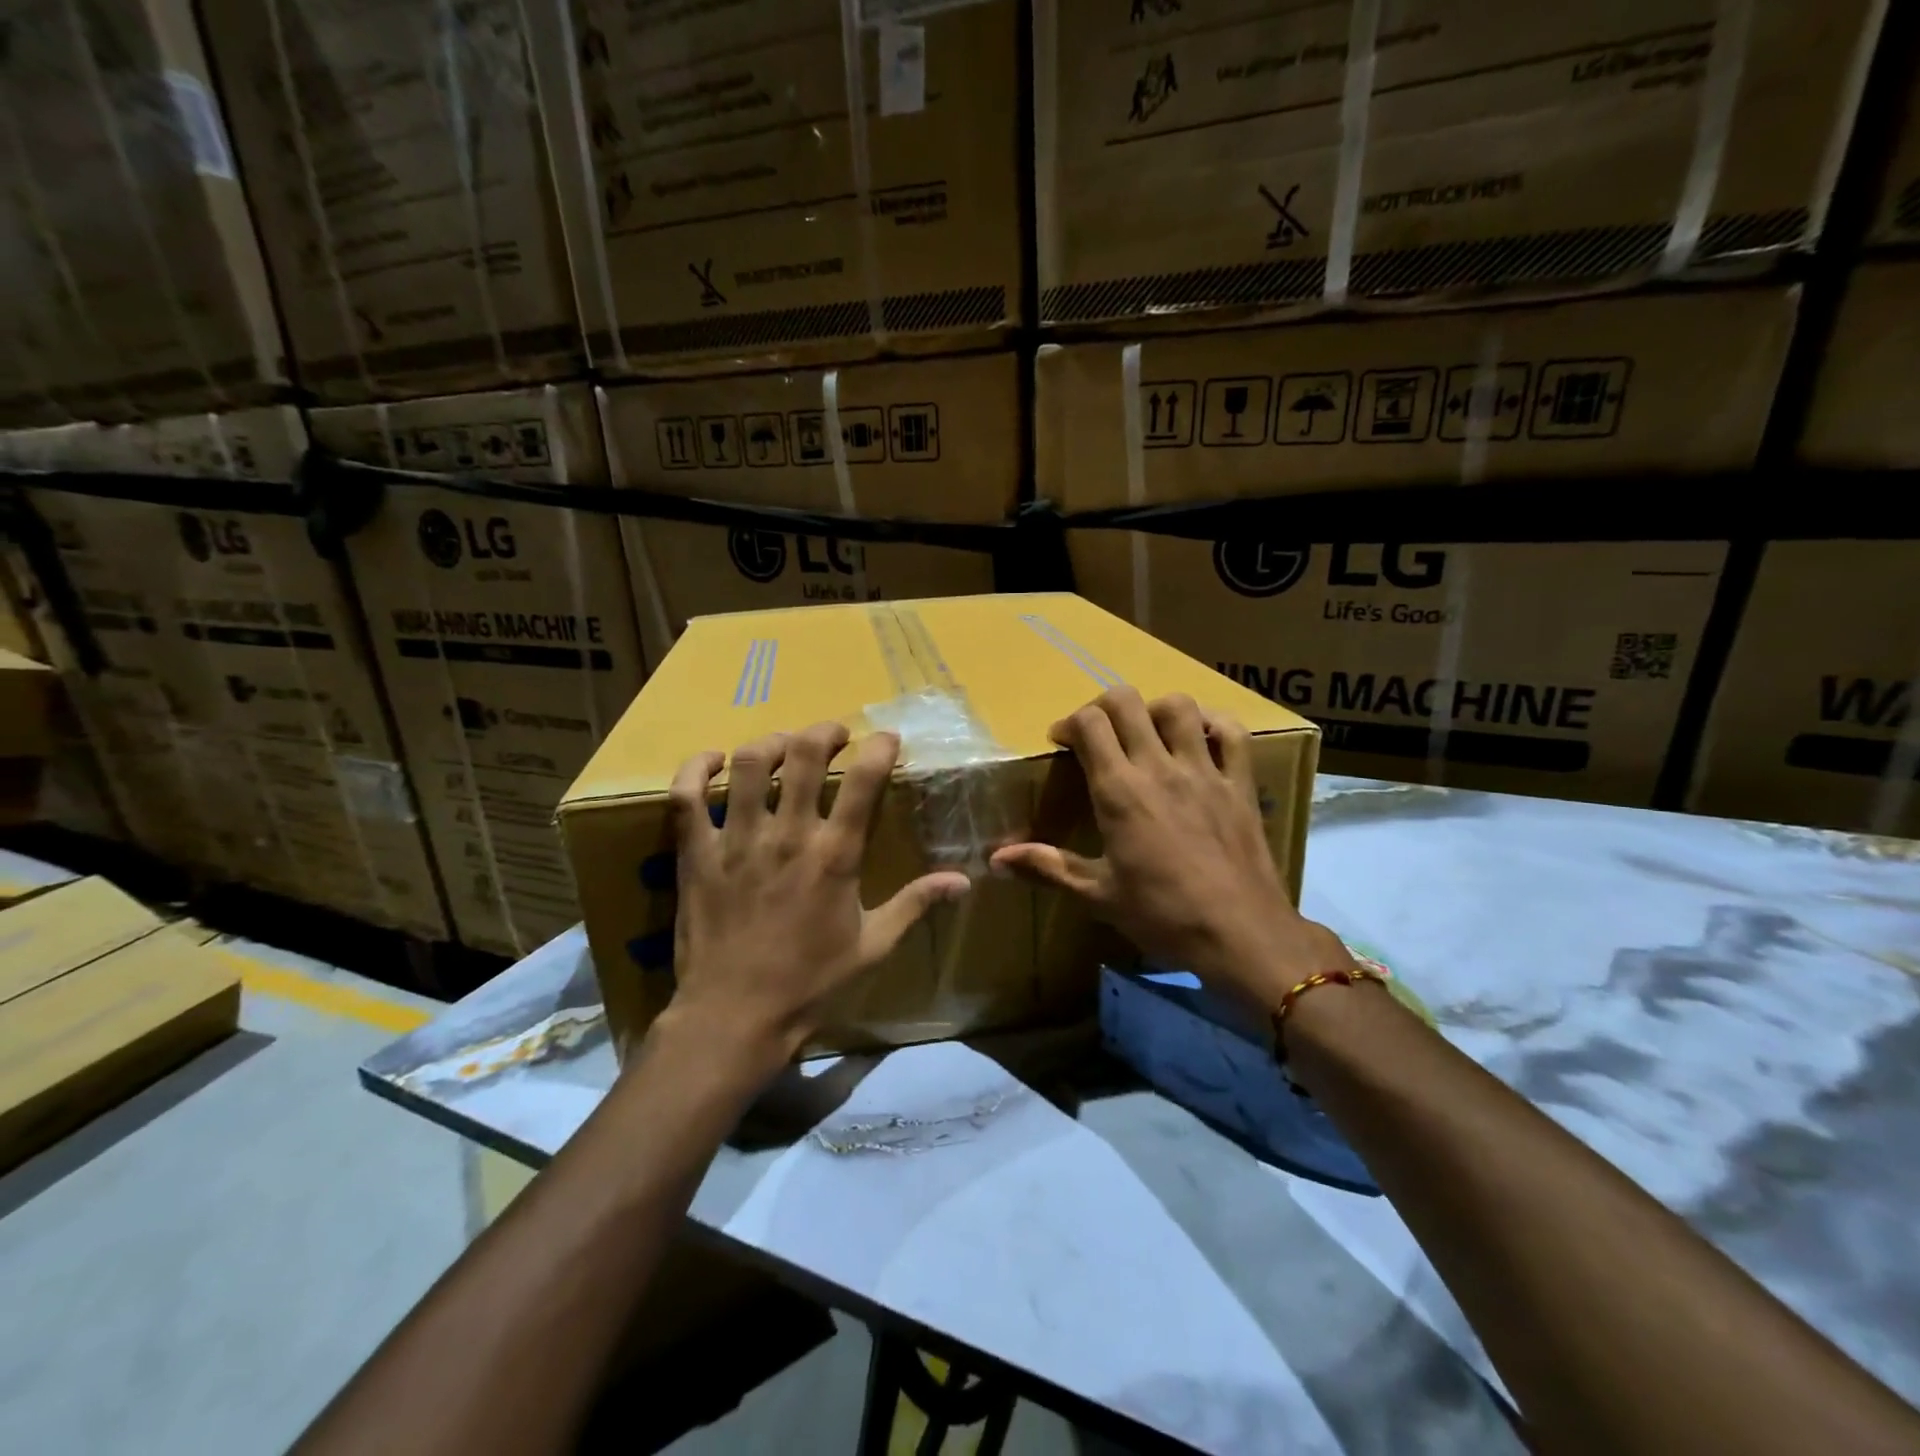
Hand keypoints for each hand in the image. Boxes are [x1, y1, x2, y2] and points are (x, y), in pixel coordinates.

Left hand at [656, 722, 970, 1077]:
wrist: (734, 1018)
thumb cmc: (810, 984)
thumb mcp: (874, 947)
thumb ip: (916, 904)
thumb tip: (963, 881)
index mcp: (834, 856)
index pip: (865, 781)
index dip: (880, 748)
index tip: (886, 739)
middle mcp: (787, 836)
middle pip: (804, 755)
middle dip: (823, 732)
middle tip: (834, 736)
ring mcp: (737, 840)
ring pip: (751, 765)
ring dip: (771, 743)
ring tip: (784, 747)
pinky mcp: (696, 854)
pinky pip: (686, 797)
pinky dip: (695, 768)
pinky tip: (714, 760)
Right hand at [990, 687, 1352, 1010]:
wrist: (1242, 935)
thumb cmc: (1163, 917)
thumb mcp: (1098, 896)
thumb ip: (1048, 867)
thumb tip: (996, 858)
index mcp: (1120, 792)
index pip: (1089, 724)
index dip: (1070, 723)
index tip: (1062, 743)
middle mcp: (1160, 768)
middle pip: (1127, 702)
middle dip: (1103, 706)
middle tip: (1097, 733)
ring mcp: (1205, 771)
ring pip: (1179, 707)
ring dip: (1155, 710)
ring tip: (1146, 734)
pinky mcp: (1241, 783)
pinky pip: (1233, 733)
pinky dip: (1213, 724)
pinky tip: (1199, 740)